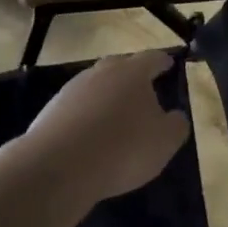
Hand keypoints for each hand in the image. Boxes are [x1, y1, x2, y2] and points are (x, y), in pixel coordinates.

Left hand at [25, 51, 191, 202]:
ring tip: (115, 118)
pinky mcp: (51, 110)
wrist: (57, 168)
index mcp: (134, 72)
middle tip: (143, 91)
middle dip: (133, 77)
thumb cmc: (122, 148)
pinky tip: (90, 137)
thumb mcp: (164, 141)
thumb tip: (175, 116)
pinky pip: (76, 108)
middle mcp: (102, 72)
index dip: (163, 62)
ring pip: (96, 86)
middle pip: (121, 66)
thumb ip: (176, 124)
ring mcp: (73, 89)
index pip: (153, 58)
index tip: (169, 65)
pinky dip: (86, 117)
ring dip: (107, 97)